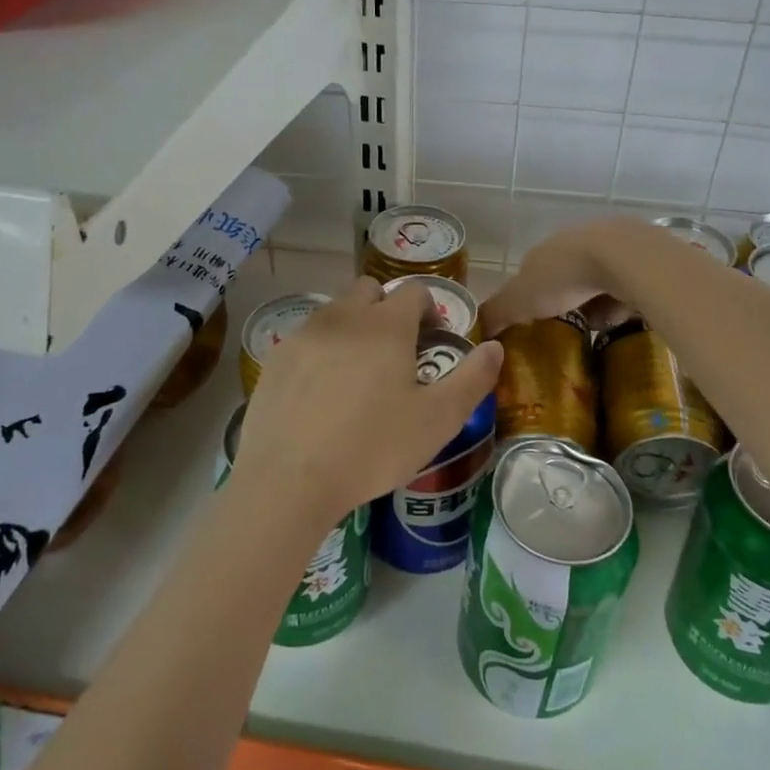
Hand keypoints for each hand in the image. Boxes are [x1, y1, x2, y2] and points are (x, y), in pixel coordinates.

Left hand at [233, 277, 503, 529]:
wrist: (289, 480)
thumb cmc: (372, 448)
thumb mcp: (438, 420)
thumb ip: (473, 379)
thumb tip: (495, 347)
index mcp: (386, 325)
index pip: (414, 291)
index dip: (429, 309)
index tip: (432, 340)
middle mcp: (343, 317)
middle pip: (369, 290)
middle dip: (387, 309)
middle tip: (395, 352)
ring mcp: (304, 335)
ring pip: (335, 312)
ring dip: (353, 327)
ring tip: (358, 374)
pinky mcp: (275, 358)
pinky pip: (306, 339)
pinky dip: (321, 351)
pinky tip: (321, 393)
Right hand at [481, 217, 652, 335]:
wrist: (623, 257)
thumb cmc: (563, 276)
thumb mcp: (518, 299)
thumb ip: (496, 313)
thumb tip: (477, 330)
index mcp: (542, 252)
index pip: (529, 275)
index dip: (528, 298)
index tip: (531, 323)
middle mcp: (572, 244)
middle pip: (564, 278)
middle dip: (564, 302)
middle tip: (565, 332)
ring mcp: (608, 249)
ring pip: (596, 283)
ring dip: (595, 304)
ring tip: (596, 332)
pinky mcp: (638, 260)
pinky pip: (625, 288)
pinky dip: (621, 304)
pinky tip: (622, 320)